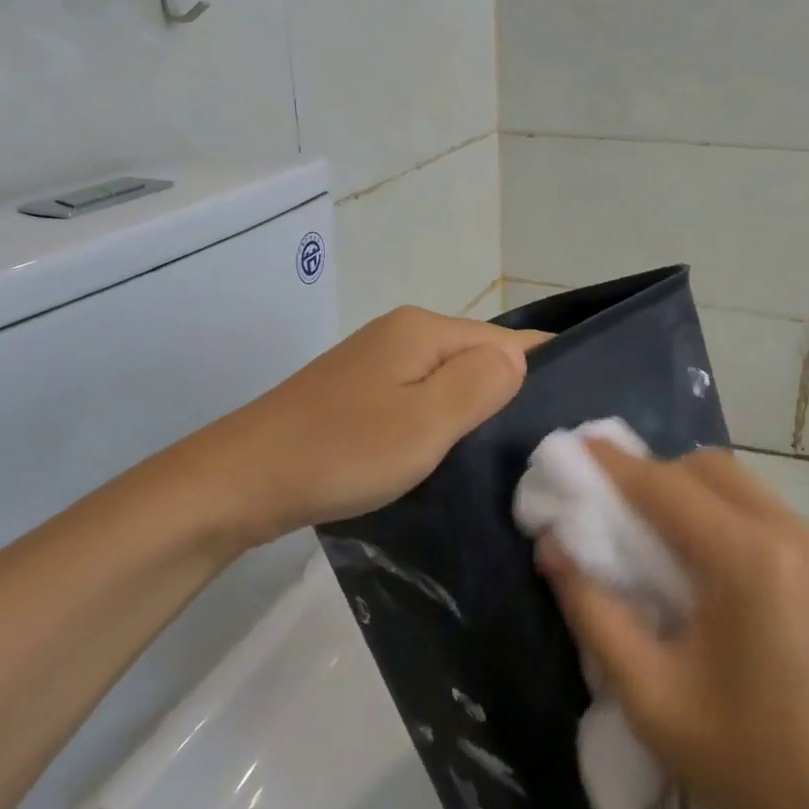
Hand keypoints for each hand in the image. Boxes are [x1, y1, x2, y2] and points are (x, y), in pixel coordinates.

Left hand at [202, 306, 544, 545]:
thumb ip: (482, 383)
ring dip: (471, 412)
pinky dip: (439, 421)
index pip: (507, 340)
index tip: (567, 419)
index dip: (539, 373)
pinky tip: (445, 453)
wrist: (242, 479)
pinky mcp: (360, 391)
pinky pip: (420, 397)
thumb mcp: (426, 422)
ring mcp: (378, 361)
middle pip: (478, 357)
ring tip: (496, 457)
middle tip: (534, 450)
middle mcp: (404, 333)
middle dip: (506, 395)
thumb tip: (519, 358)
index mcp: (425, 329)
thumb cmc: (342, 450)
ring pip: (449, 380)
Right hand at [536, 446, 808, 808]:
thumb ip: (594, 612)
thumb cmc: (750, 759)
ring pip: (741, 484)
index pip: (666, 487)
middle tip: (619, 508)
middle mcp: (790, 533)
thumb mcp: (652, 696)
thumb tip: (552, 548)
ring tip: (663, 537)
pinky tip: (716, 567)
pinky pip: (768, 512)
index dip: (615, 465)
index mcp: (747, 560)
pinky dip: (728, 515)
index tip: (576, 448)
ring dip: (693, 492)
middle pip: (707, 468)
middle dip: (656, 475)